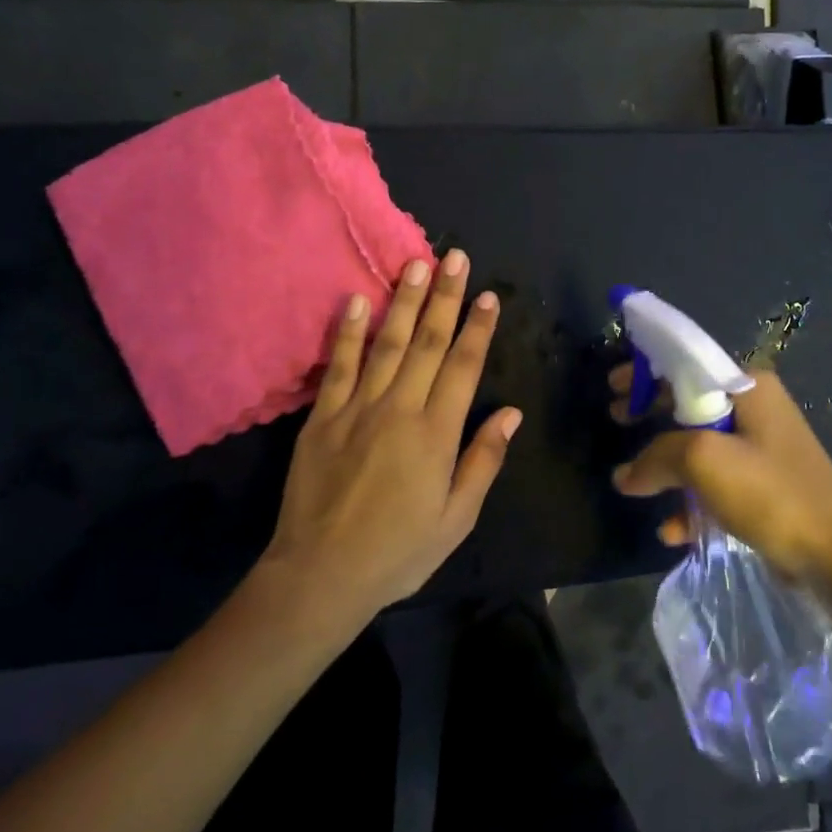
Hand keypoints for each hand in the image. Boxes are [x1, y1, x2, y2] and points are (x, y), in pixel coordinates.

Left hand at [265, 251, 521, 615]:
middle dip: (445, 297)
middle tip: (455, 257)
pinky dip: (347, 332)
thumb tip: (511, 413)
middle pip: (428, 342)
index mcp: (436, 433)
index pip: (463, 366)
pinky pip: (338, 365)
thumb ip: (483, 461)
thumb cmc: (398, 551)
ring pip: (387, 343)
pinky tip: (353, 300)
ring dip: (403, 301)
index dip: (478, 328)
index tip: (488, 295)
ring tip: (416, 265)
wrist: (320, 574)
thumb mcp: (456, 518)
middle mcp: (399, 408)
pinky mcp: (322, 416)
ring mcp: (357, 408)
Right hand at [609, 363, 831, 586]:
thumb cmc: (770, 492)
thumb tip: (625, 475)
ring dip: (667, 466)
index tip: (613, 387)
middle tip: (617, 420)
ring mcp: (763, 450)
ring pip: (700, 448)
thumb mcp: (704, 461)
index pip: (687, 365)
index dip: (646, 372)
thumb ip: (657, 457)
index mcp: (748, 387)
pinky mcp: (766, 488)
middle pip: (690, 404)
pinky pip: (717, 484)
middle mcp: (757, 410)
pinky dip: (692, 501)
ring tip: (635, 483)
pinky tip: (672, 529)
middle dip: (651, 415)